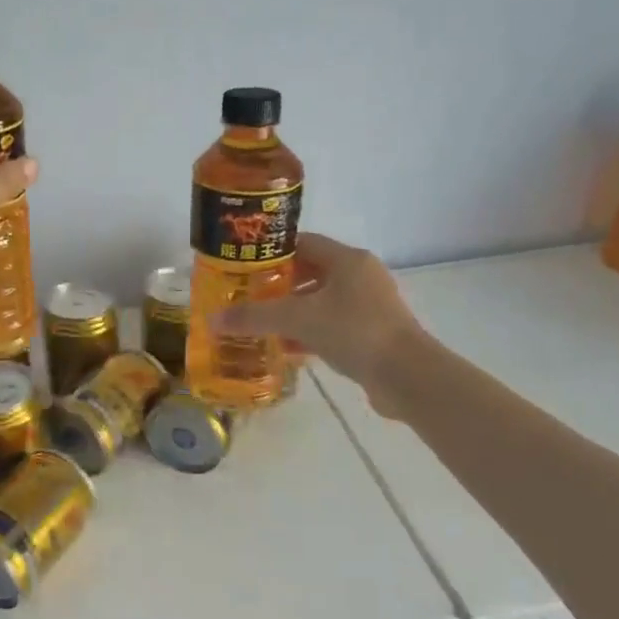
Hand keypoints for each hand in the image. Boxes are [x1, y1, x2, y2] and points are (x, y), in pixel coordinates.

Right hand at [216, 232, 425, 417]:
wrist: (406, 375)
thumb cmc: (353, 331)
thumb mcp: (296, 320)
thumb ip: (254, 317)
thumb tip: (212, 320)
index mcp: (347, 260)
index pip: (303, 243)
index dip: (272, 251)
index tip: (244, 264)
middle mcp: (361, 276)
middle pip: (311, 272)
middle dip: (278, 284)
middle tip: (247, 296)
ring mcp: (369, 306)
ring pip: (321, 302)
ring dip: (292, 312)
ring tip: (260, 323)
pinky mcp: (372, 334)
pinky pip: (332, 326)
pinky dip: (308, 333)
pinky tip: (285, 349)